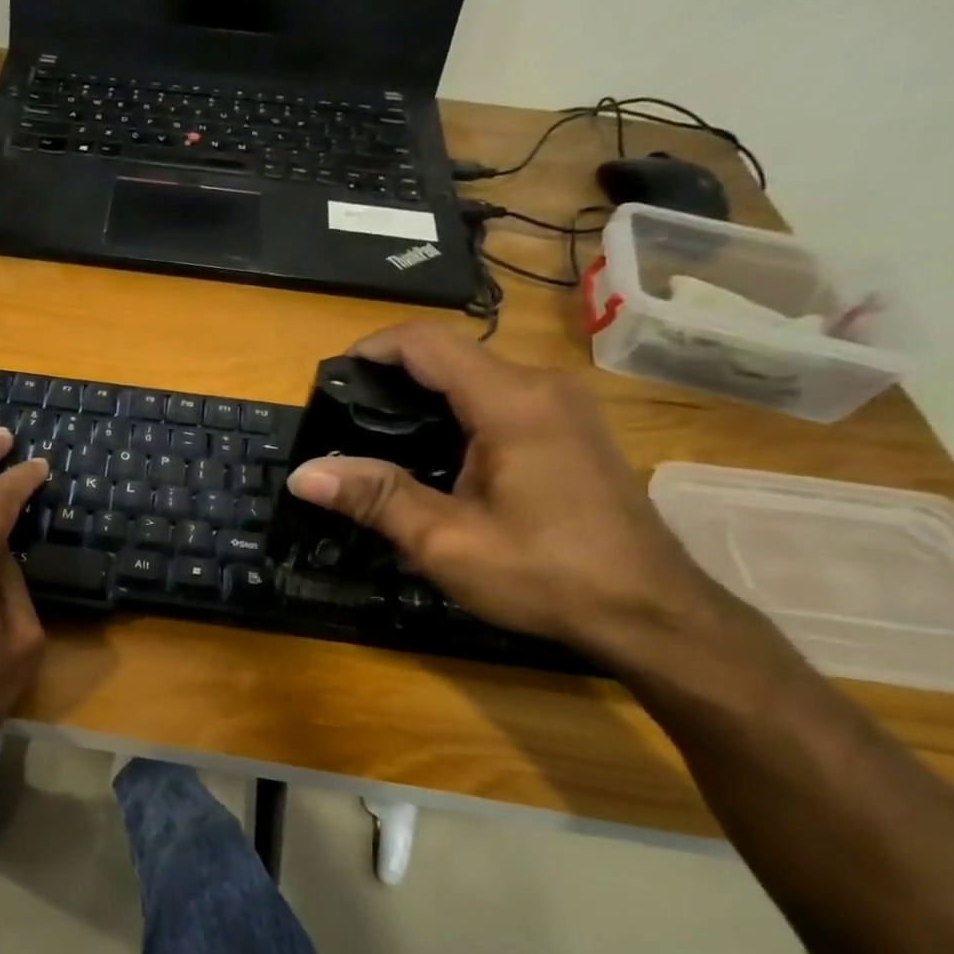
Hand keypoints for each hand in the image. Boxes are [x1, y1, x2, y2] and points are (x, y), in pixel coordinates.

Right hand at [284, 323, 724, 659]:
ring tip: (378, 441)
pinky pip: (499, 399)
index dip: (371, 349)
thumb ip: (375, 497)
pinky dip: (455, 413)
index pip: (426, 341)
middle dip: (390, 378)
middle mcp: (541, 387)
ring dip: (423, 397)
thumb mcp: (447, 541)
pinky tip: (435, 458)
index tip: (331, 380)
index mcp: (511, 401)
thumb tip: (303, 474)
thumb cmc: (546, 574)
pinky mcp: (571, 429)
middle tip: (344, 422)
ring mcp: (563, 406)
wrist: (651, 612)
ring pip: (475, 377)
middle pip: (449, 355)